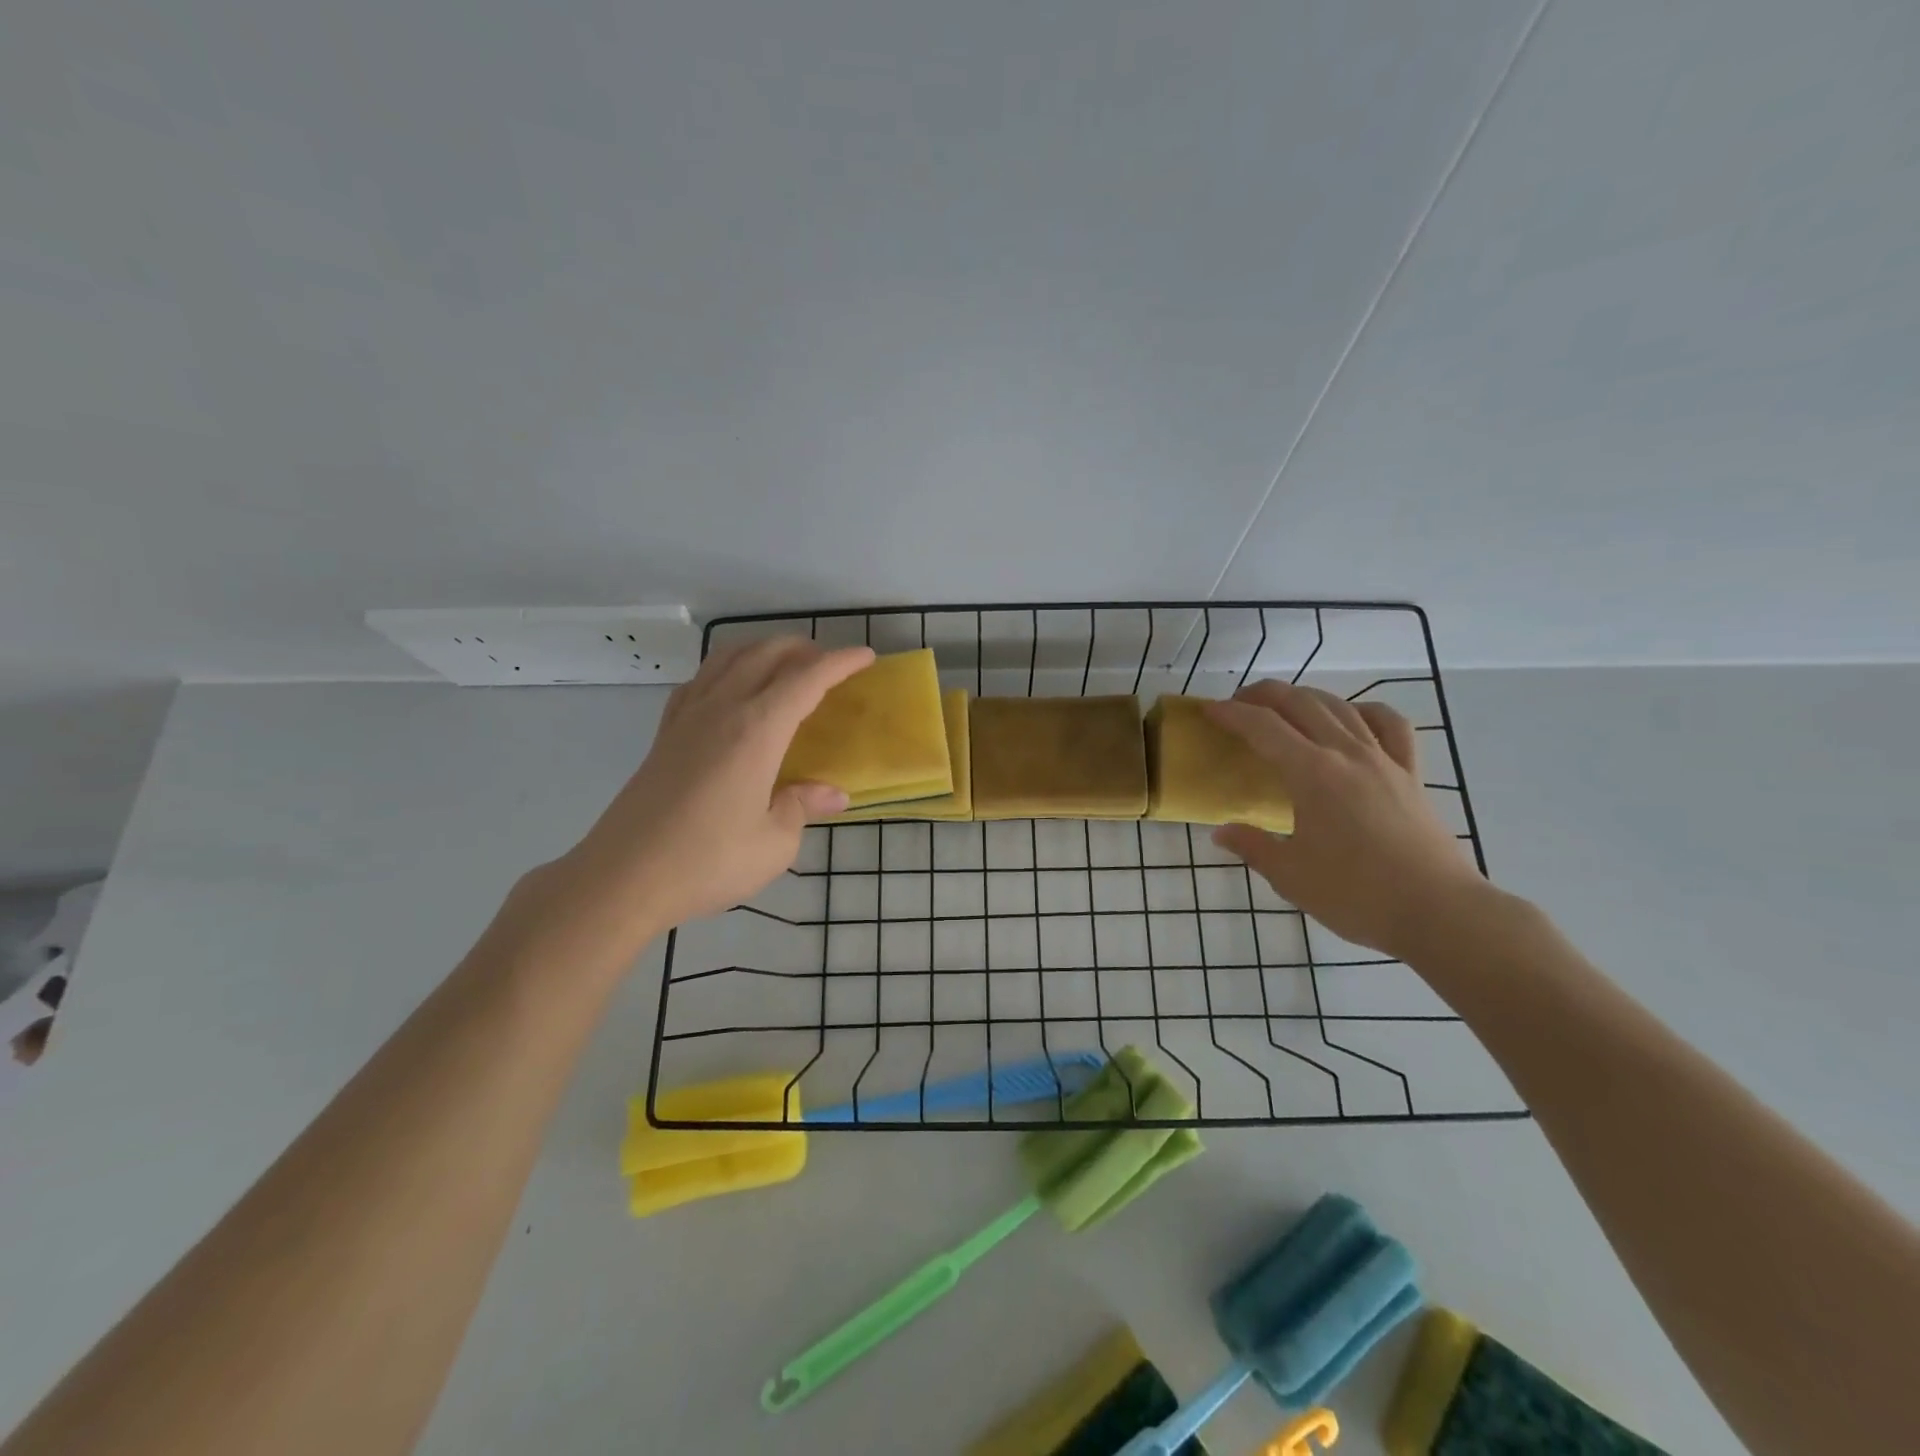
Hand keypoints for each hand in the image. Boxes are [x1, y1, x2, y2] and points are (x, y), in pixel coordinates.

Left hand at [535, 637, 874, 950]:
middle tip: (829, 664)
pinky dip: (726, 670)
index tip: (866, 657)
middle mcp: (722, 709)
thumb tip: (832, 794)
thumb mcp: (774, 843)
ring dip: (762, 651)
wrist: (623, 878)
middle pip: (766, 655)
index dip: (840, 663)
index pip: (807, 679)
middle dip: (803, 649)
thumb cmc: (707, 861)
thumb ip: (803, 807)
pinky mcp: (664, 734)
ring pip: (728, 658)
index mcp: (757, 730)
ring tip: (784, 667)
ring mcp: (687, 718)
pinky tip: (731, 691)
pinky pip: (699, 681)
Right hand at [1205, 682, 1484, 960]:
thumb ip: (1252, 846)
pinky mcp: (1411, 774)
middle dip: (1264, 695)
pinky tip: (1353, 718)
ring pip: (1341, 706)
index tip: (1208, 710)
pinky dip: (1365, 711)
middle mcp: (1346, 754)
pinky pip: (1390, 725)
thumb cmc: (1356, 895)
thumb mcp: (1290, 875)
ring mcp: (1384, 760)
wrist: (1439, 913)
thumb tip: (1221, 832)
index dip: (1231, 714)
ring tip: (1285, 706)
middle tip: (1239, 703)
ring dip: (1306, 696)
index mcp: (1311, 774)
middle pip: (1301, 703)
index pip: (1262, 727)